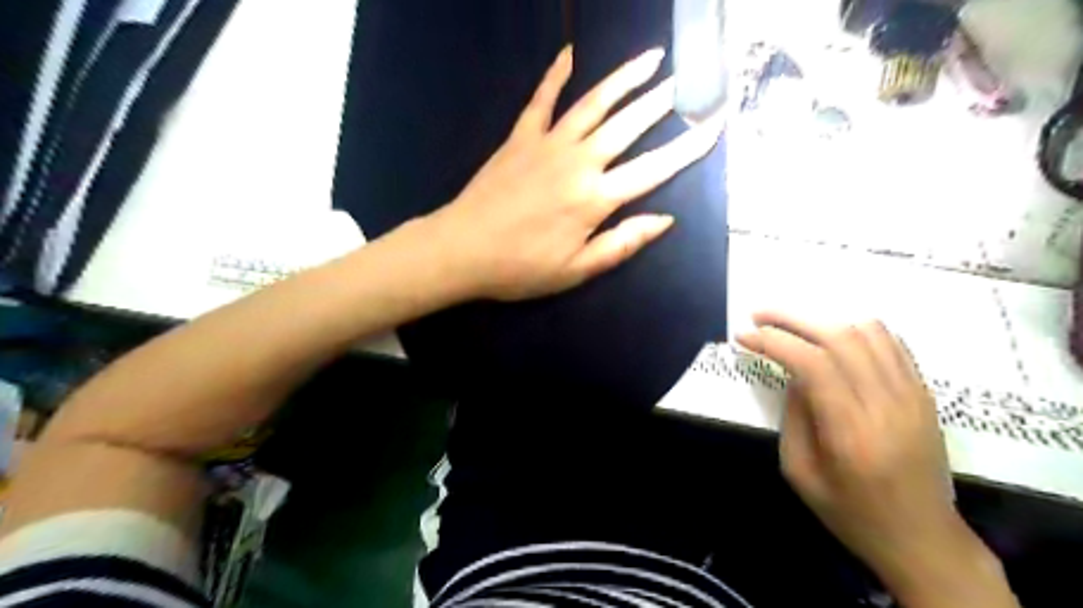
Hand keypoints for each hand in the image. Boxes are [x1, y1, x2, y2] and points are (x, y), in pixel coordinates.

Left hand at [424, 44, 717, 301]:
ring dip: (623, 78)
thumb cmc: (520, 268)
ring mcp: (547, 144)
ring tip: (650, 58)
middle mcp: (577, 161)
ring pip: (593, 103)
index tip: (714, 127)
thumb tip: (664, 220)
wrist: (461, 250)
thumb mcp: (577, 270)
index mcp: (594, 198)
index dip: (687, 148)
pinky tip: (571, 54)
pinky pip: (541, 99)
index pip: (653, 169)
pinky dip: (556, 74)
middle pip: (628, 125)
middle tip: (687, 81)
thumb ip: (622, 243)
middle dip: (662, 102)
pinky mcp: (520, 137)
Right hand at [736, 315, 963, 579]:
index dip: (774, 341)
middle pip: (839, 337)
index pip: (812, 363)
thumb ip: (793, 416)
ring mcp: (913, 395)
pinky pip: (892, 343)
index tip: (744, 335)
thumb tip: (792, 373)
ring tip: (794, 327)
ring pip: (868, 332)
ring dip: (824, 321)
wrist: (922, 539)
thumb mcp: (800, 472)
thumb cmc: (851, 512)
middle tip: (760, 316)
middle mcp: (886, 405)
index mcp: (850, 432)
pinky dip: (857, 330)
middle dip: (792, 320)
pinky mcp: (925, 394)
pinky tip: (834, 338)